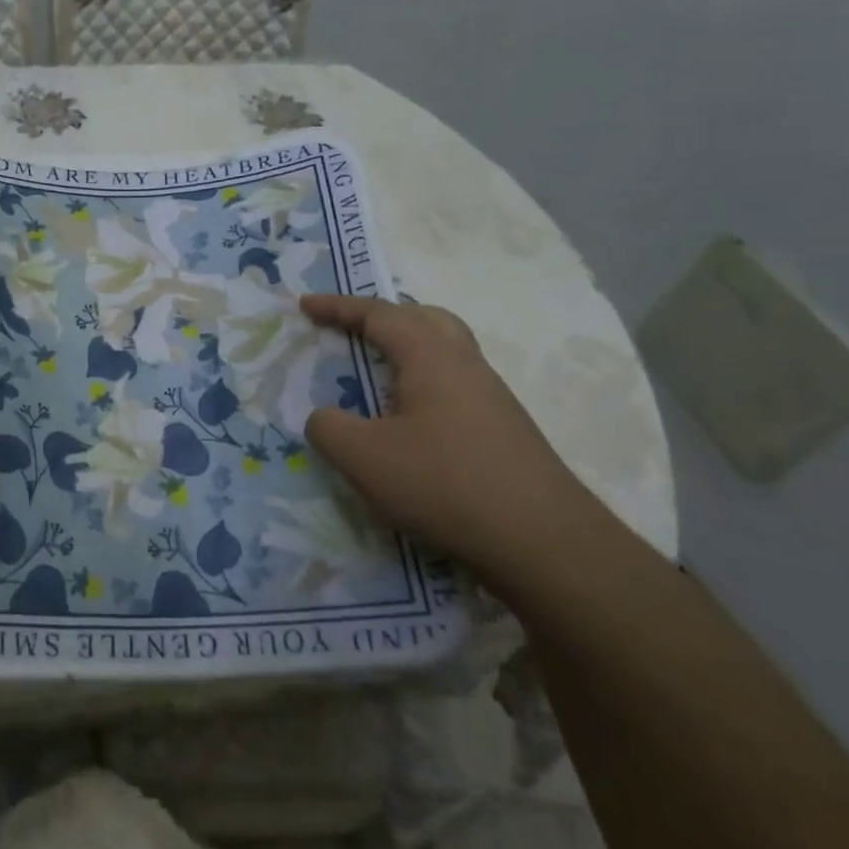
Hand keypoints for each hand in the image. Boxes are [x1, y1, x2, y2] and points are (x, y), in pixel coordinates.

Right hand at [301, 293, 607, 593]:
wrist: (543, 543)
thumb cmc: (443, 485)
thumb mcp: (362, 458)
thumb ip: (328, 428)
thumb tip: (325, 418)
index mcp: (431, 357)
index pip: (379, 315)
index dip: (338, 307)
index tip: (304, 305)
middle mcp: (466, 366)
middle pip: (426, 318)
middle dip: (384, 316)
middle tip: (351, 329)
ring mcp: (492, 399)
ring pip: (446, 352)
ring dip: (408, 349)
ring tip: (376, 373)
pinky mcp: (504, 432)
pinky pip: (455, 386)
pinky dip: (423, 384)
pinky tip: (410, 421)